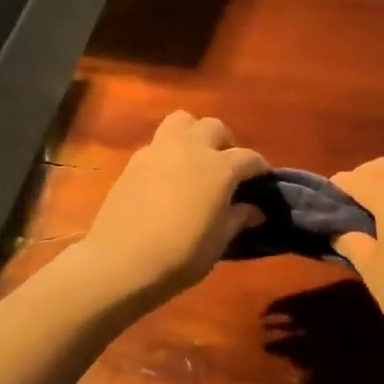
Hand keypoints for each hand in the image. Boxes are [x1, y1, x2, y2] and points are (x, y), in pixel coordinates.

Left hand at [76, 112, 267, 303]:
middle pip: (215, 127)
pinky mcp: (134, 160)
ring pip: (182, 121)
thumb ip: (238, 218)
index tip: (262, 181)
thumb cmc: (181, 255)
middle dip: (225, 143)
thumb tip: (255, 209)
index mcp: (219, 167)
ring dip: (194, 134)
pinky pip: (158, 143)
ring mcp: (159, 150)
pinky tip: (167, 176)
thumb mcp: (219, 241)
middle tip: (226, 168)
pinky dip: (168, 151)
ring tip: (195, 159)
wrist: (121, 262)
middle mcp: (191, 148)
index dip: (259, 168)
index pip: (249, 158)